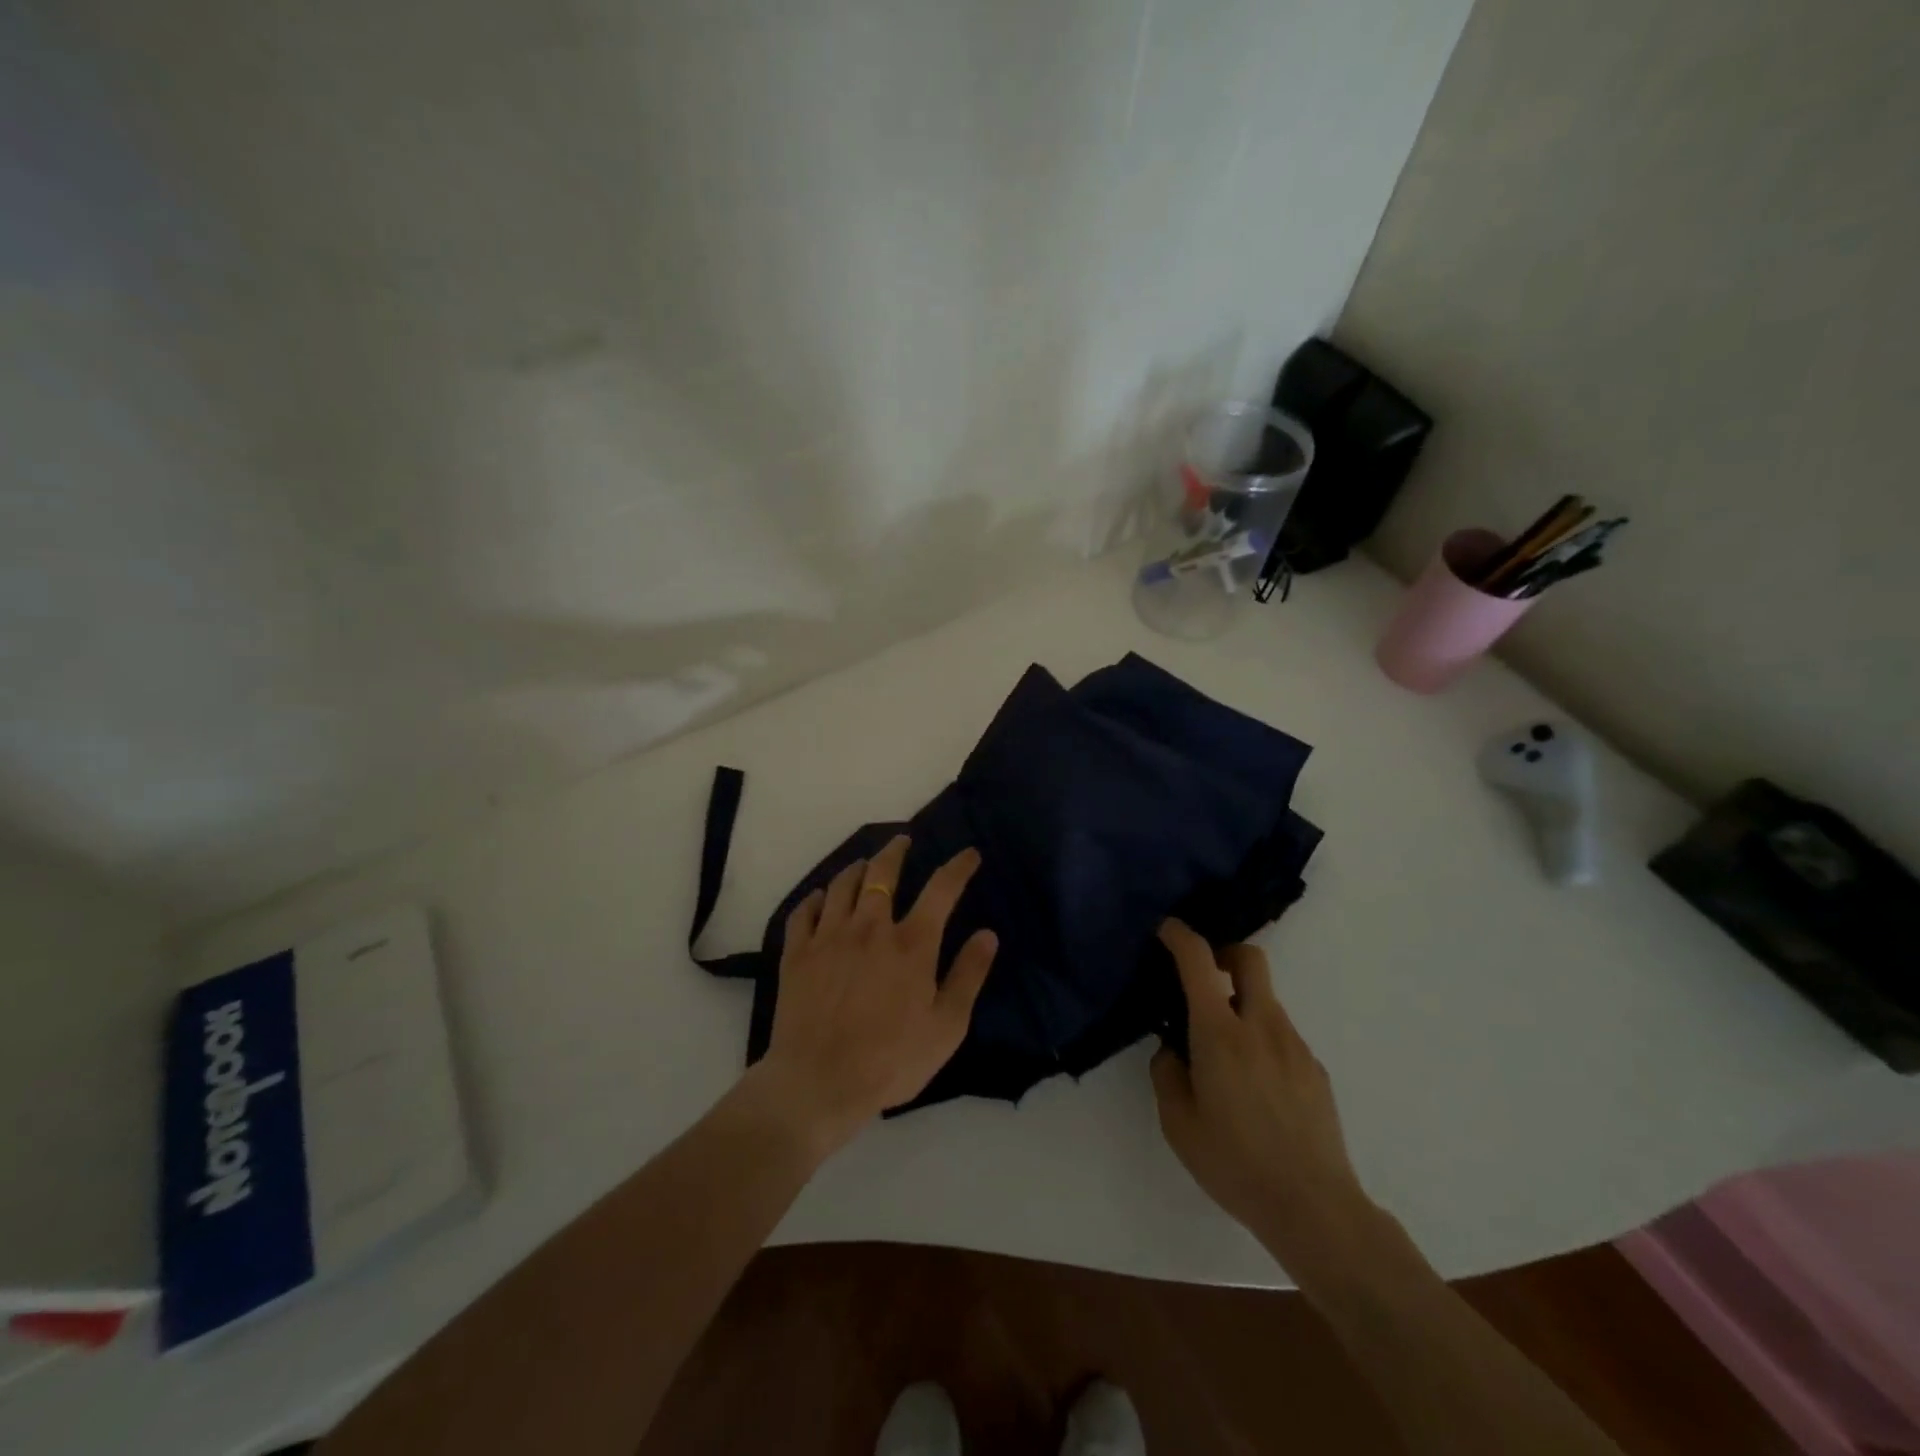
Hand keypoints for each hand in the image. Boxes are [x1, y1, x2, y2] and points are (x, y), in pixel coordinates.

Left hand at [754, 837, 996, 1150]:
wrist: (818, 1082)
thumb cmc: (891, 1060)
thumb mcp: (946, 1027)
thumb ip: (968, 976)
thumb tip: (987, 934)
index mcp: (911, 944)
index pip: (941, 889)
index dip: (958, 867)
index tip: (969, 854)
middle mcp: (870, 927)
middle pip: (883, 872)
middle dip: (896, 851)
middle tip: (902, 841)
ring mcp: (829, 937)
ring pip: (842, 884)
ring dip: (857, 868)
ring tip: (864, 864)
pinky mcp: (797, 953)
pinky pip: (804, 911)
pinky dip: (815, 898)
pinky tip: (820, 898)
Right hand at [1150, 919, 1375, 1275]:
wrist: (1314, 1208)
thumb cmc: (1235, 1163)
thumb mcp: (1178, 1123)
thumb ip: (1167, 1074)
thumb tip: (1172, 1049)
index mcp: (1220, 1033)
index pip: (1199, 961)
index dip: (1180, 936)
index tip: (1167, 931)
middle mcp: (1261, 1026)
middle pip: (1250, 959)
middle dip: (1225, 954)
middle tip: (1205, 978)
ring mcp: (1294, 1045)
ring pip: (1266, 1000)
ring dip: (1241, 1004)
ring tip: (1224, 1054)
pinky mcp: (1315, 1069)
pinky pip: (1281, 1035)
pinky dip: (1261, 1038)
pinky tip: (1254, 1086)